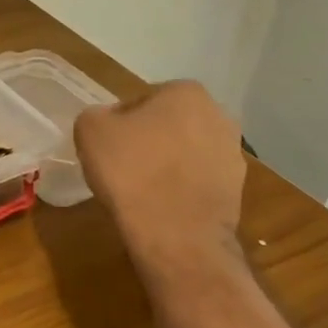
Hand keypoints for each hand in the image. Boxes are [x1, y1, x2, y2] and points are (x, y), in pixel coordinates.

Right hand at [74, 81, 244, 271]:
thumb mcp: (90, 131)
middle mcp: (218, 115)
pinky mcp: (237, 189)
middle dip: (148, 141)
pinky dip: (181, 189)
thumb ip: (95, 116)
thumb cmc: (132, 172)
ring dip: (166, 165)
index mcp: (186, 92)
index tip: (106, 148)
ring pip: (184, 153)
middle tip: (121, 167)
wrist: (177, 235)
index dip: (118, 125)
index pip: (140, 102)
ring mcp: (233, 153)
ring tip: (141, 191)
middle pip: (167, 125)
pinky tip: (162, 207)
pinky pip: (197, 181)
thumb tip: (107, 123)